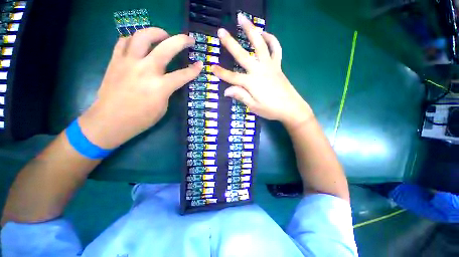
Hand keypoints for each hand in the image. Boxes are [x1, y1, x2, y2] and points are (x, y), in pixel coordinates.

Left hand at [79, 28, 202, 148]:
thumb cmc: (141, 119)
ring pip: (143, 36)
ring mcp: (128, 62)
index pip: (183, 74)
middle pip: (167, 47)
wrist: (110, 121)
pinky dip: (134, 39)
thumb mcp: (163, 107)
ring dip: (156, 32)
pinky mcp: (115, 61)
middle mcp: (146, 70)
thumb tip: (169, 81)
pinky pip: (125, 41)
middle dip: (181, 41)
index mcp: (160, 86)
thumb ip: (168, 91)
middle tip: (189, 39)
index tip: (201, 64)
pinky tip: (140, 43)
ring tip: (163, 35)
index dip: (194, 70)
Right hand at [211, 13, 312, 127]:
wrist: (291, 108)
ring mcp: (270, 66)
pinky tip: (265, 33)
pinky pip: (276, 49)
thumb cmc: (271, 110)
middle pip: (242, 55)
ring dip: (251, 30)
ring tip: (243, 19)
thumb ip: (241, 96)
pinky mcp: (278, 65)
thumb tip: (226, 90)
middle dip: (230, 43)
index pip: (232, 77)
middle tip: (221, 31)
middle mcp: (259, 71)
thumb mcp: (253, 106)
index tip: (211, 67)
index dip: (221, 73)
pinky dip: (271, 39)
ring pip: (260, 44)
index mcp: (251, 83)